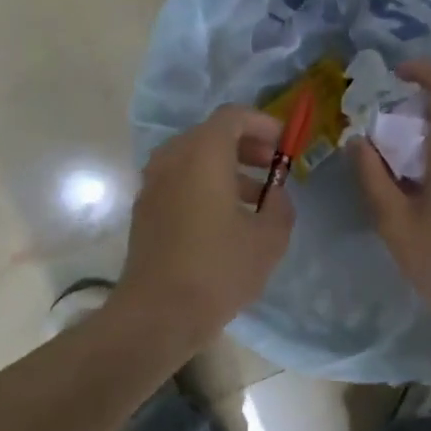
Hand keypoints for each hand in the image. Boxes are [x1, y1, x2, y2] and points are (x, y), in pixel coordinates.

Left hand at [116, 105, 294, 349]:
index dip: (263, 124)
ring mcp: (153, 184)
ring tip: (256, 198)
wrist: (157, 314)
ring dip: (226, 168)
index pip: (233, 116)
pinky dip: (205, 185)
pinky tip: (226, 220)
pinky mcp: (145, 210)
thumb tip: (275, 196)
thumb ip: (280, 207)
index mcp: (203, 155)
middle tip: (272, 167)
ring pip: (193, 159)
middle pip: (211, 135)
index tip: (284, 145)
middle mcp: (172, 159)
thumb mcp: (269, 238)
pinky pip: (180, 181)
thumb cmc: (218, 269)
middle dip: (246, 145)